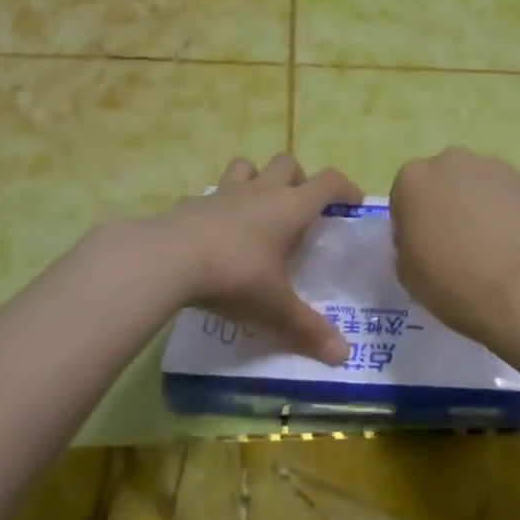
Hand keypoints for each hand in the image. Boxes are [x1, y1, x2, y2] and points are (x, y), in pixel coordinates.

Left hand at [159, 154, 362, 364]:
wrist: (167, 260)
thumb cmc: (235, 277)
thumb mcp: (275, 309)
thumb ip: (308, 329)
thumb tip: (342, 356)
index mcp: (290, 208)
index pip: (329, 182)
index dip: (346, 188)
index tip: (353, 203)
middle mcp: (260, 191)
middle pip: (288, 163)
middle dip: (299, 179)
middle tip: (300, 208)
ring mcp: (223, 193)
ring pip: (247, 166)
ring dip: (257, 179)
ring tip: (257, 208)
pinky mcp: (191, 203)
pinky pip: (210, 194)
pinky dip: (217, 206)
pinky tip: (213, 231)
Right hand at [389, 148, 519, 349]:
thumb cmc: (455, 281)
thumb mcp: (408, 274)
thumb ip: (407, 245)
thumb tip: (423, 238)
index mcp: (412, 180)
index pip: (404, 199)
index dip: (413, 227)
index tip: (424, 252)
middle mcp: (451, 161)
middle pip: (442, 184)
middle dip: (446, 207)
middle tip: (457, 247)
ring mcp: (494, 167)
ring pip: (477, 186)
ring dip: (478, 207)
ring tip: (492, 248)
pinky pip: (508, 196)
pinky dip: (508, 213)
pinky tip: (516, 245)